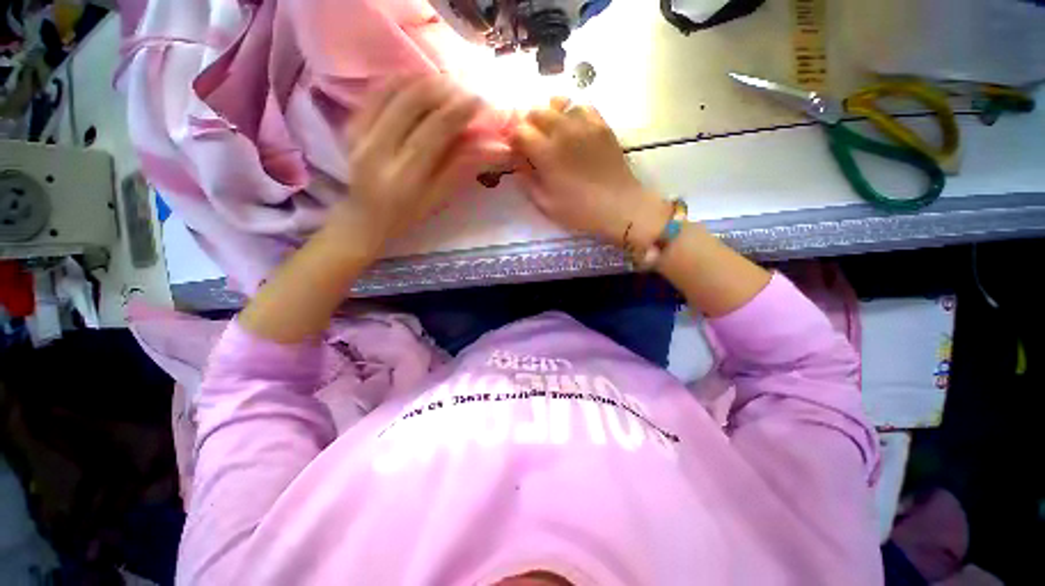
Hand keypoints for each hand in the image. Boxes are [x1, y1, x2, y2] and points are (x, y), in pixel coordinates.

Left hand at [328, 75, 506, 254]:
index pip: (434, 132)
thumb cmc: (408, 214)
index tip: (479, 99)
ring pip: (392, 91)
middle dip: (442, 89)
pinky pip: (376, 91)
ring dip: (422, 80)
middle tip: (464, 87)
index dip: (458, 112)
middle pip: (411, 103)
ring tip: (446, 82)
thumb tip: (495, 148)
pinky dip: (400, 81)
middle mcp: (377, 150)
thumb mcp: (439, 198)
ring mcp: (359, 134)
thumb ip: (462, 169)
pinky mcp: (350, 124)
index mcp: (404, 176)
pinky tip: (419, 82)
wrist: (365, 216)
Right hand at [511, 98, 669, 247]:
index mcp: (546, 152)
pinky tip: (573, 127)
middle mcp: (563, 131)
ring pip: (559, 103)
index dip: (514, 139)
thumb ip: (527, 181)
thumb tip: (518, 164)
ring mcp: (585, 124)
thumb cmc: (579, 210)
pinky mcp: (601, 125)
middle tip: (532, 141)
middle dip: (528, 124)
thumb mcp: (545, 204)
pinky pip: (583, 106)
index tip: (517, 151)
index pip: (520, 131)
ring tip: (552, 131)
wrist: (618, 206)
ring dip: (549, 115)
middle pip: (536, 111)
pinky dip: (572, 112)